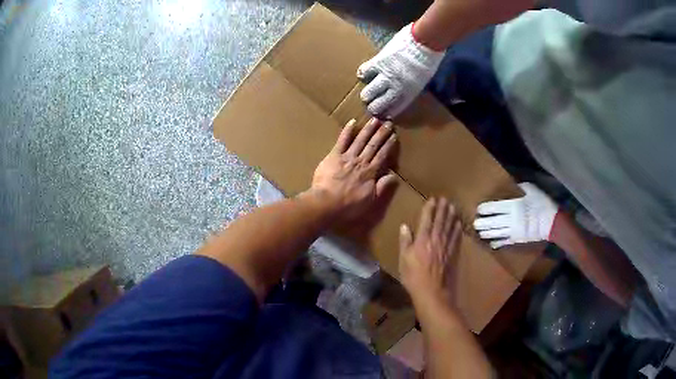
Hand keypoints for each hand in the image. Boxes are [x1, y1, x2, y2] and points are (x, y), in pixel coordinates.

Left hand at [311, 118, 397, 220]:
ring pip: (360, 140)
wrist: (327, 203)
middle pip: (373, 145)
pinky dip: (347, 131)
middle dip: (381, 133)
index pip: (382, 156)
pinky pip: (342, 141)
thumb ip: (382, 187)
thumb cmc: (349, 206)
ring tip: (375, 119)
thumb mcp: (371, 201)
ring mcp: (347, 157)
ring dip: (368, 129)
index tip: (394, 136)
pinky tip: (352, 122)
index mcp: (370, 172)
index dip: (389, 145)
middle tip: (388, 123)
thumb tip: (394, 176)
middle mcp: (361, 161)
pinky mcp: (334, 156)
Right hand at [357, 23, 444, 118]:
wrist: (425, 42)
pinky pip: (365, 72)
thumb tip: (405, 85)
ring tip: (365, 95)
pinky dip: (362, 74)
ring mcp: (386, 76)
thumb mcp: (423, 77)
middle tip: (370, 105)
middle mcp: (396, 88)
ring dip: (366, 95)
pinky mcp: (378, 63)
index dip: (387, 112)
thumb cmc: (429, 58)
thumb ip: (412, 84)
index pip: (395, 109)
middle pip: (378, 105)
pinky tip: (362, 74)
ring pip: (369, 92)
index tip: (383, 114)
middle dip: (373, 107)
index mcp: (410, 92)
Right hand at [399, 198, 461, 304]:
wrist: (432, 292)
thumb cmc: (414, 277)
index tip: (432, 199)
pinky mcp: (453, 254)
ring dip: (451, 216)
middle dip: (442, 209)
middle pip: (440, 221)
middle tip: (445, 199)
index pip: (426, 220)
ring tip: (453, 206)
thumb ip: (405, 242)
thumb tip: (404, 226)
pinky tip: (459, 224)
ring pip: (450, 227)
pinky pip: (457, 238)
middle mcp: (436, 240)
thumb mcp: (403, 260)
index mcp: (422, 240)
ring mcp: (446, 247)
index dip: (429, 209)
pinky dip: (458, 230)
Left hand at [473, 183, 558, 248]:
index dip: (485, 209)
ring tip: (479, 233)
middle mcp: (510, 219)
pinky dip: (497, 243)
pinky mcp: (517, 239)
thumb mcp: (533, 190)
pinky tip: (491, 244)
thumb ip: (521, 187)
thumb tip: (513, 183)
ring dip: (486, 234)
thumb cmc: (543, 204)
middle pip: (492, 222)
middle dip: (482, 223)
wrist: (552, 223)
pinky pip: (504, 242)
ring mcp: (513, 231)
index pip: (494, 207)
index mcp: (513, 205)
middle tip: (474, 223)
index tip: (478, 209)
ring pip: (496, 233)